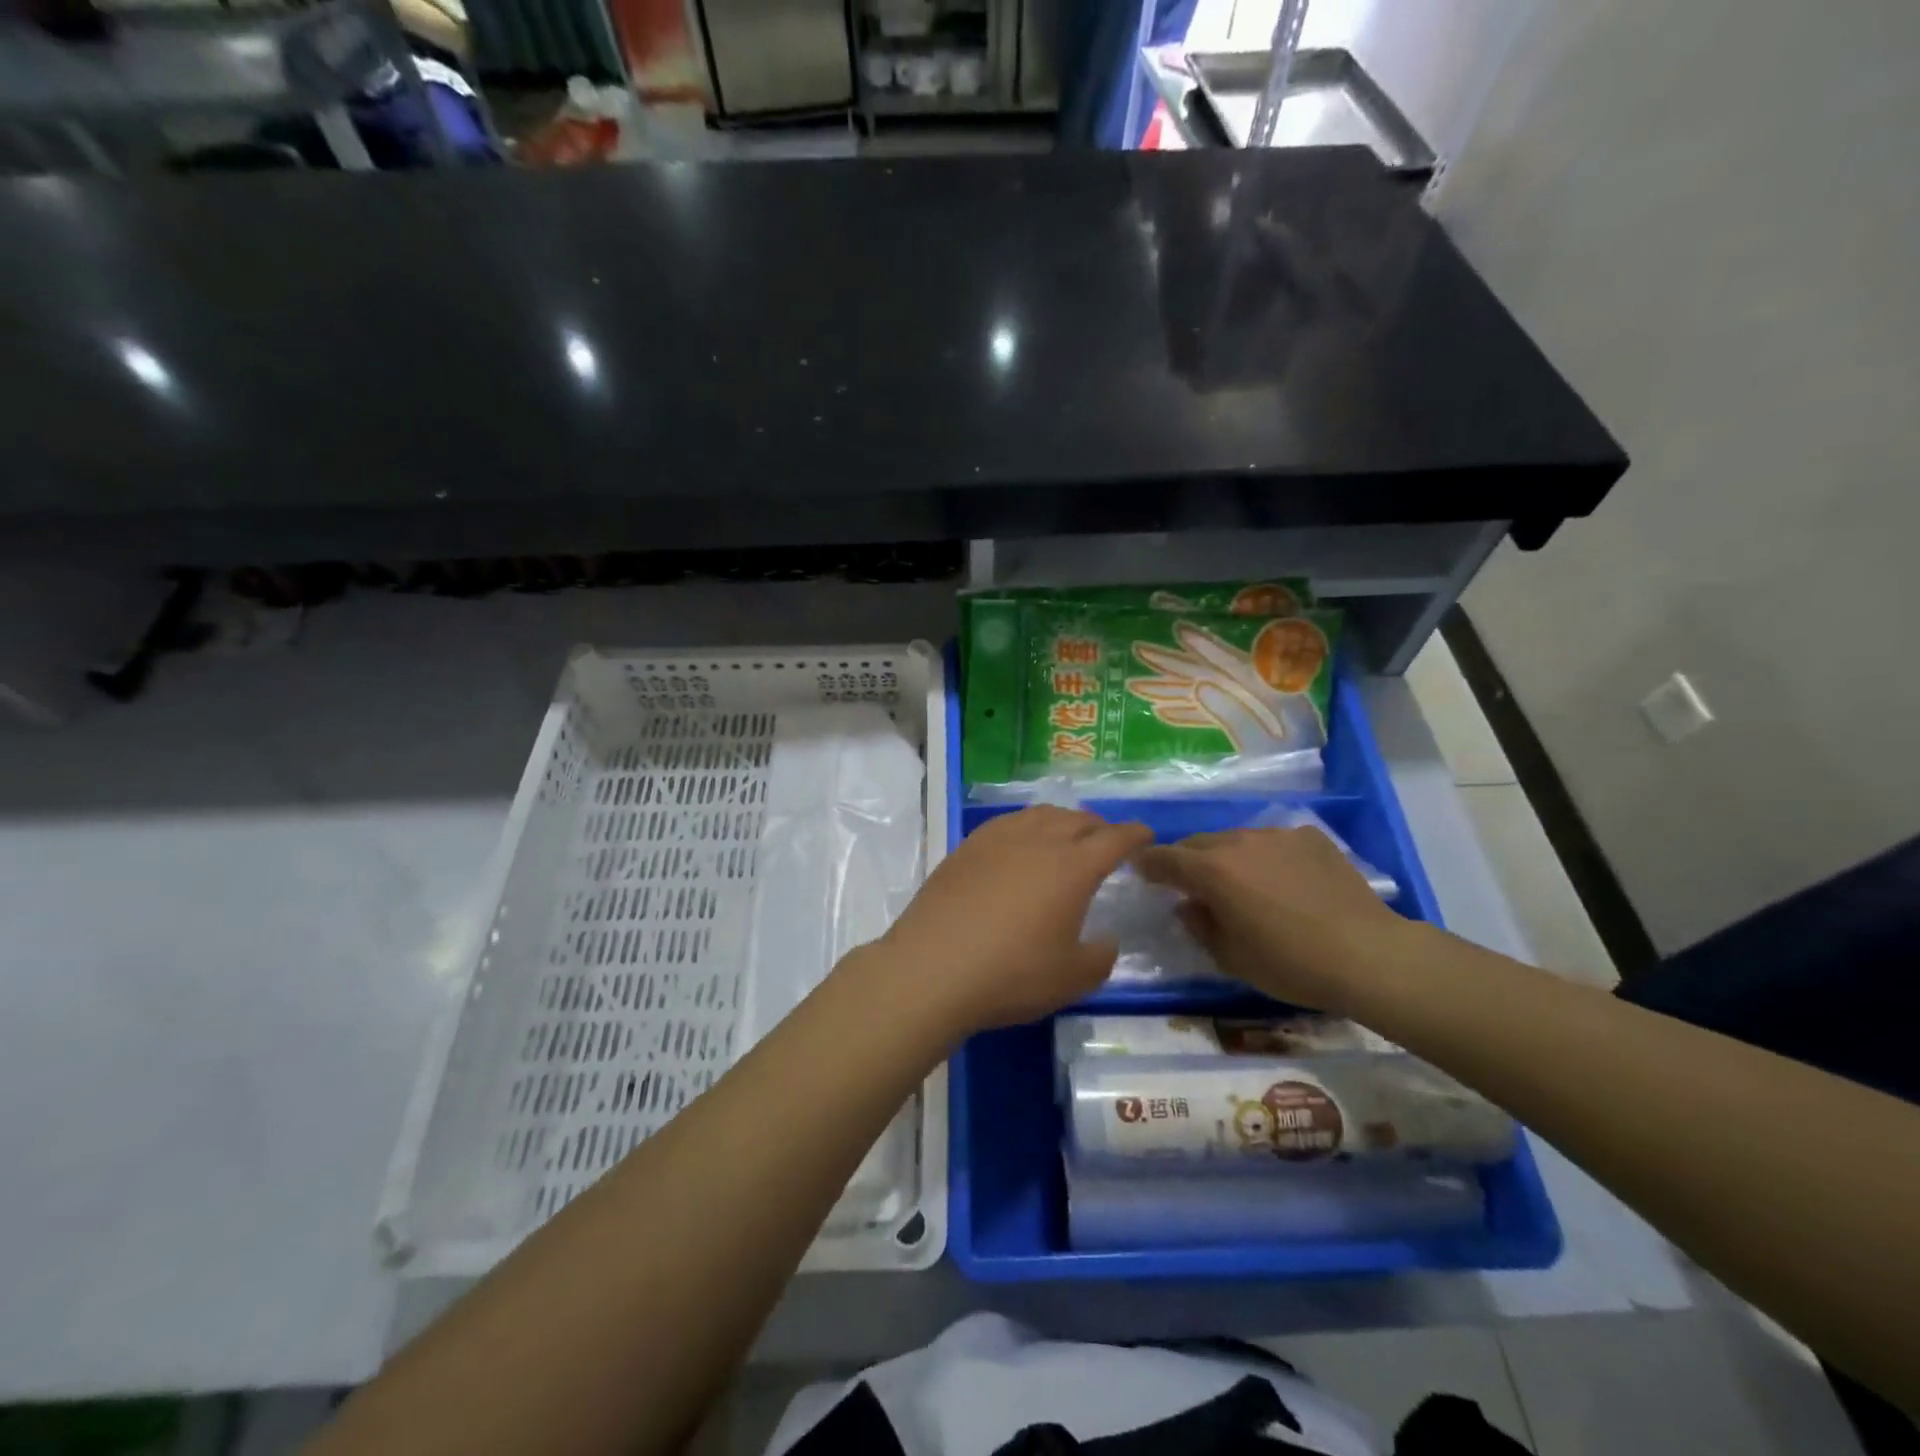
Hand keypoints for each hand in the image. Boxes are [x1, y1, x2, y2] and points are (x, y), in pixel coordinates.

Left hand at [870, 806, 1152, 1037]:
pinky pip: (1007, 823)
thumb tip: (1105, 940)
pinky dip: (1027, 826)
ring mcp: (998, 838)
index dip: (1135, 834)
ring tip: (1066, 835)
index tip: (1146, 834)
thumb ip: (1100, 957)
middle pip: (1077, 819)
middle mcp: (1038, 840)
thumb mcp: (1072, 978)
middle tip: (1106, 840)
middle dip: (1099, 826)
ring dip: (1062, 820)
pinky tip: (1020, 844)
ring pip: (1040, 814)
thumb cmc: (1011, 973)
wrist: (933, 966)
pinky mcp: (966, 846)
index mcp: (1073, 867)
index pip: (1114, 838)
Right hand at [1137, 827, 1414, 1014]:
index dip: (1148, 863)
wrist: (1368, 954)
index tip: (1140, 869)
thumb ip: (1200, 926)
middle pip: (1199, 843)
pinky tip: (1284, 881)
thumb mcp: (1231, 957)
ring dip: (1228, 857)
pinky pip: (1274, 842)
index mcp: (1212, 870)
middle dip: (1188, 860)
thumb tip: (1187, 906)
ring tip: (1242, 883)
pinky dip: (1267, 857)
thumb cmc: (1290, 963)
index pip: (1165, 858)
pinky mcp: (1310, 838)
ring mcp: (1277, 836)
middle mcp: (1239, 842)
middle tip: (1190, 883)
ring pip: (1237, 840)